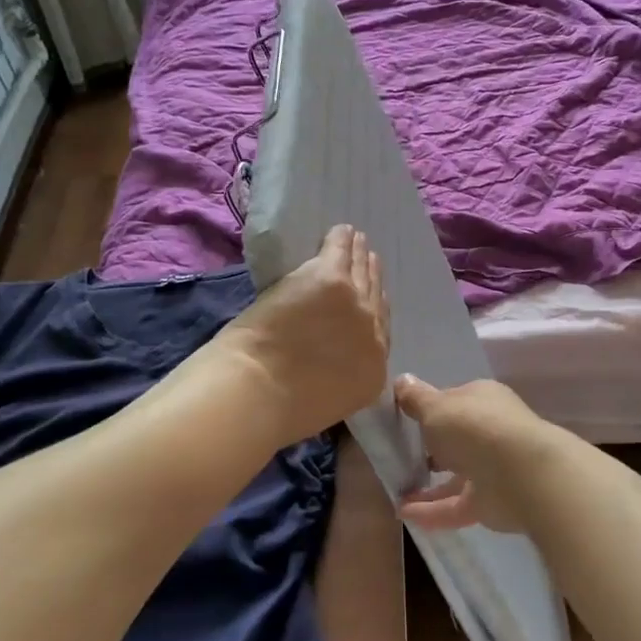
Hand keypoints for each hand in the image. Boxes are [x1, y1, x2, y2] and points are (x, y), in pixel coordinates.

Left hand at [214, 225, 389, 446]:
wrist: (259, 389)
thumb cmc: (280, 409)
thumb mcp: (327, 402)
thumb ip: (340, 378)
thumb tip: (330, 362)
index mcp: (373, 371)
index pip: (381, 332)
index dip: (375, 310)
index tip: (371, 299)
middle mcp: (374, 333)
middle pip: (376, 297)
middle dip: (372, 278)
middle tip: (370, 261)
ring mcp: (356, 303)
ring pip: (362, 270)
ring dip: (359, 254)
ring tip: (358, 241)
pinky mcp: (331, 278)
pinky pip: (340, 250)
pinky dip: (341, 239)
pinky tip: (342, 230)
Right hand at [393, 375, 549, 533]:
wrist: (520, 474)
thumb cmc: (474, 428)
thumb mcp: (435, 407)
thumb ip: (416, 399)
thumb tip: (401, 380)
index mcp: (482, 400)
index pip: (453, 401)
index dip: (430, 410)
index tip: (404, 420)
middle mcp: (490, 431)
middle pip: (457, 440)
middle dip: (432, 449)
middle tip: (399, 458)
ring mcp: (493, 469)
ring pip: (456, 477)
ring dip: (427, 487)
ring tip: (396, 492)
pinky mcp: (491, 502)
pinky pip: (455, 506)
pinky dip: (431, 511)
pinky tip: (404, 514)